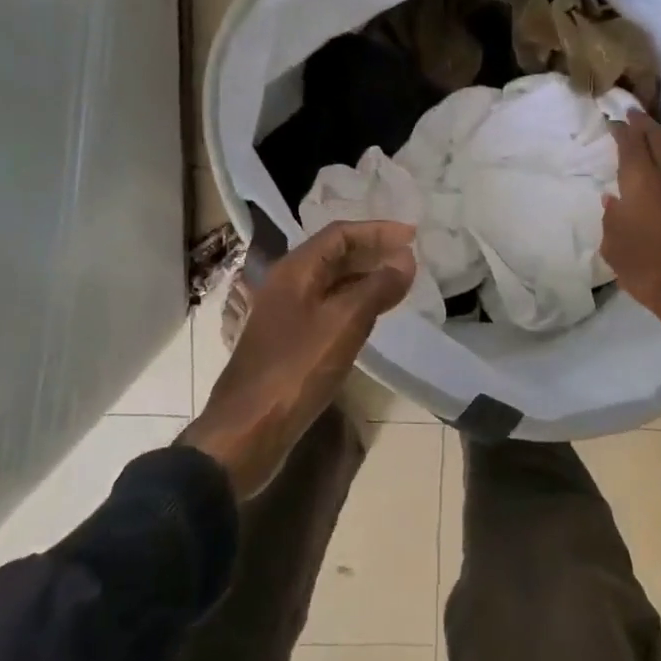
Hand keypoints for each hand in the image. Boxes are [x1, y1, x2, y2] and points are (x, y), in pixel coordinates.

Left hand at [181, 220, 416, 497]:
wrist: (248, 429)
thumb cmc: (296, 369)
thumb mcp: (344, 324)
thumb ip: (377, 287)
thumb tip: (405, 259)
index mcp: (294, 271)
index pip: (340, 235)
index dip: (377, 230)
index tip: (412, 235)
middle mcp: (286, 284)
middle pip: (334, 255)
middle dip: (372, 252)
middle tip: (409, 258)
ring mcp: (285, 314)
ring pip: (331, 283)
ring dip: (365, 278)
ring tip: (399, 283)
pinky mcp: (289, 341)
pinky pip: (327, 308)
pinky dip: (354, 303)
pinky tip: (372, 317)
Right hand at [601, 111, 660, 383]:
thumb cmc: (648, 271)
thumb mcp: (615, 247)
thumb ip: (612, 218)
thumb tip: (613, 199)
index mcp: (643, 183)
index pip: (632, 145)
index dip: (622, 130)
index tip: (614, 121)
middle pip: (659, 139)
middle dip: (645, 124)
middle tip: (634, 114)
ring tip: (656, 134)